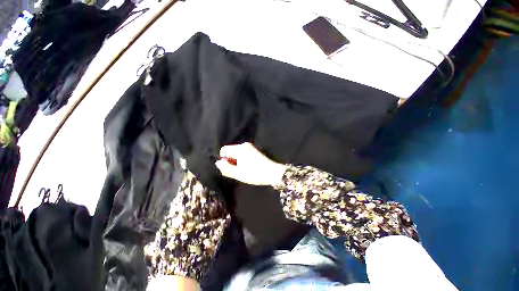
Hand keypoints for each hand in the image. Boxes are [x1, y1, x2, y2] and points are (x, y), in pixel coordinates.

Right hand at [215, 142, 287, 185]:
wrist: (272, 172)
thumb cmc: (254, 173)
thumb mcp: (238, 174)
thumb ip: (226, 168)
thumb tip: (218, 162)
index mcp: (239, 149)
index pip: (224, 150)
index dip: (224, 159)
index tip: (230, 168)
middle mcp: (244, 144)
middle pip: (230, 150)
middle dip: (231, 160)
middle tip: (237, 170)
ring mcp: (250, 146)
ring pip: (237, 152)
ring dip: (237, 160)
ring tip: (244, 169)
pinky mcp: (254, 149)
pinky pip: (243, 152)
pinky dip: (242, 159)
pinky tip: (249, 166)